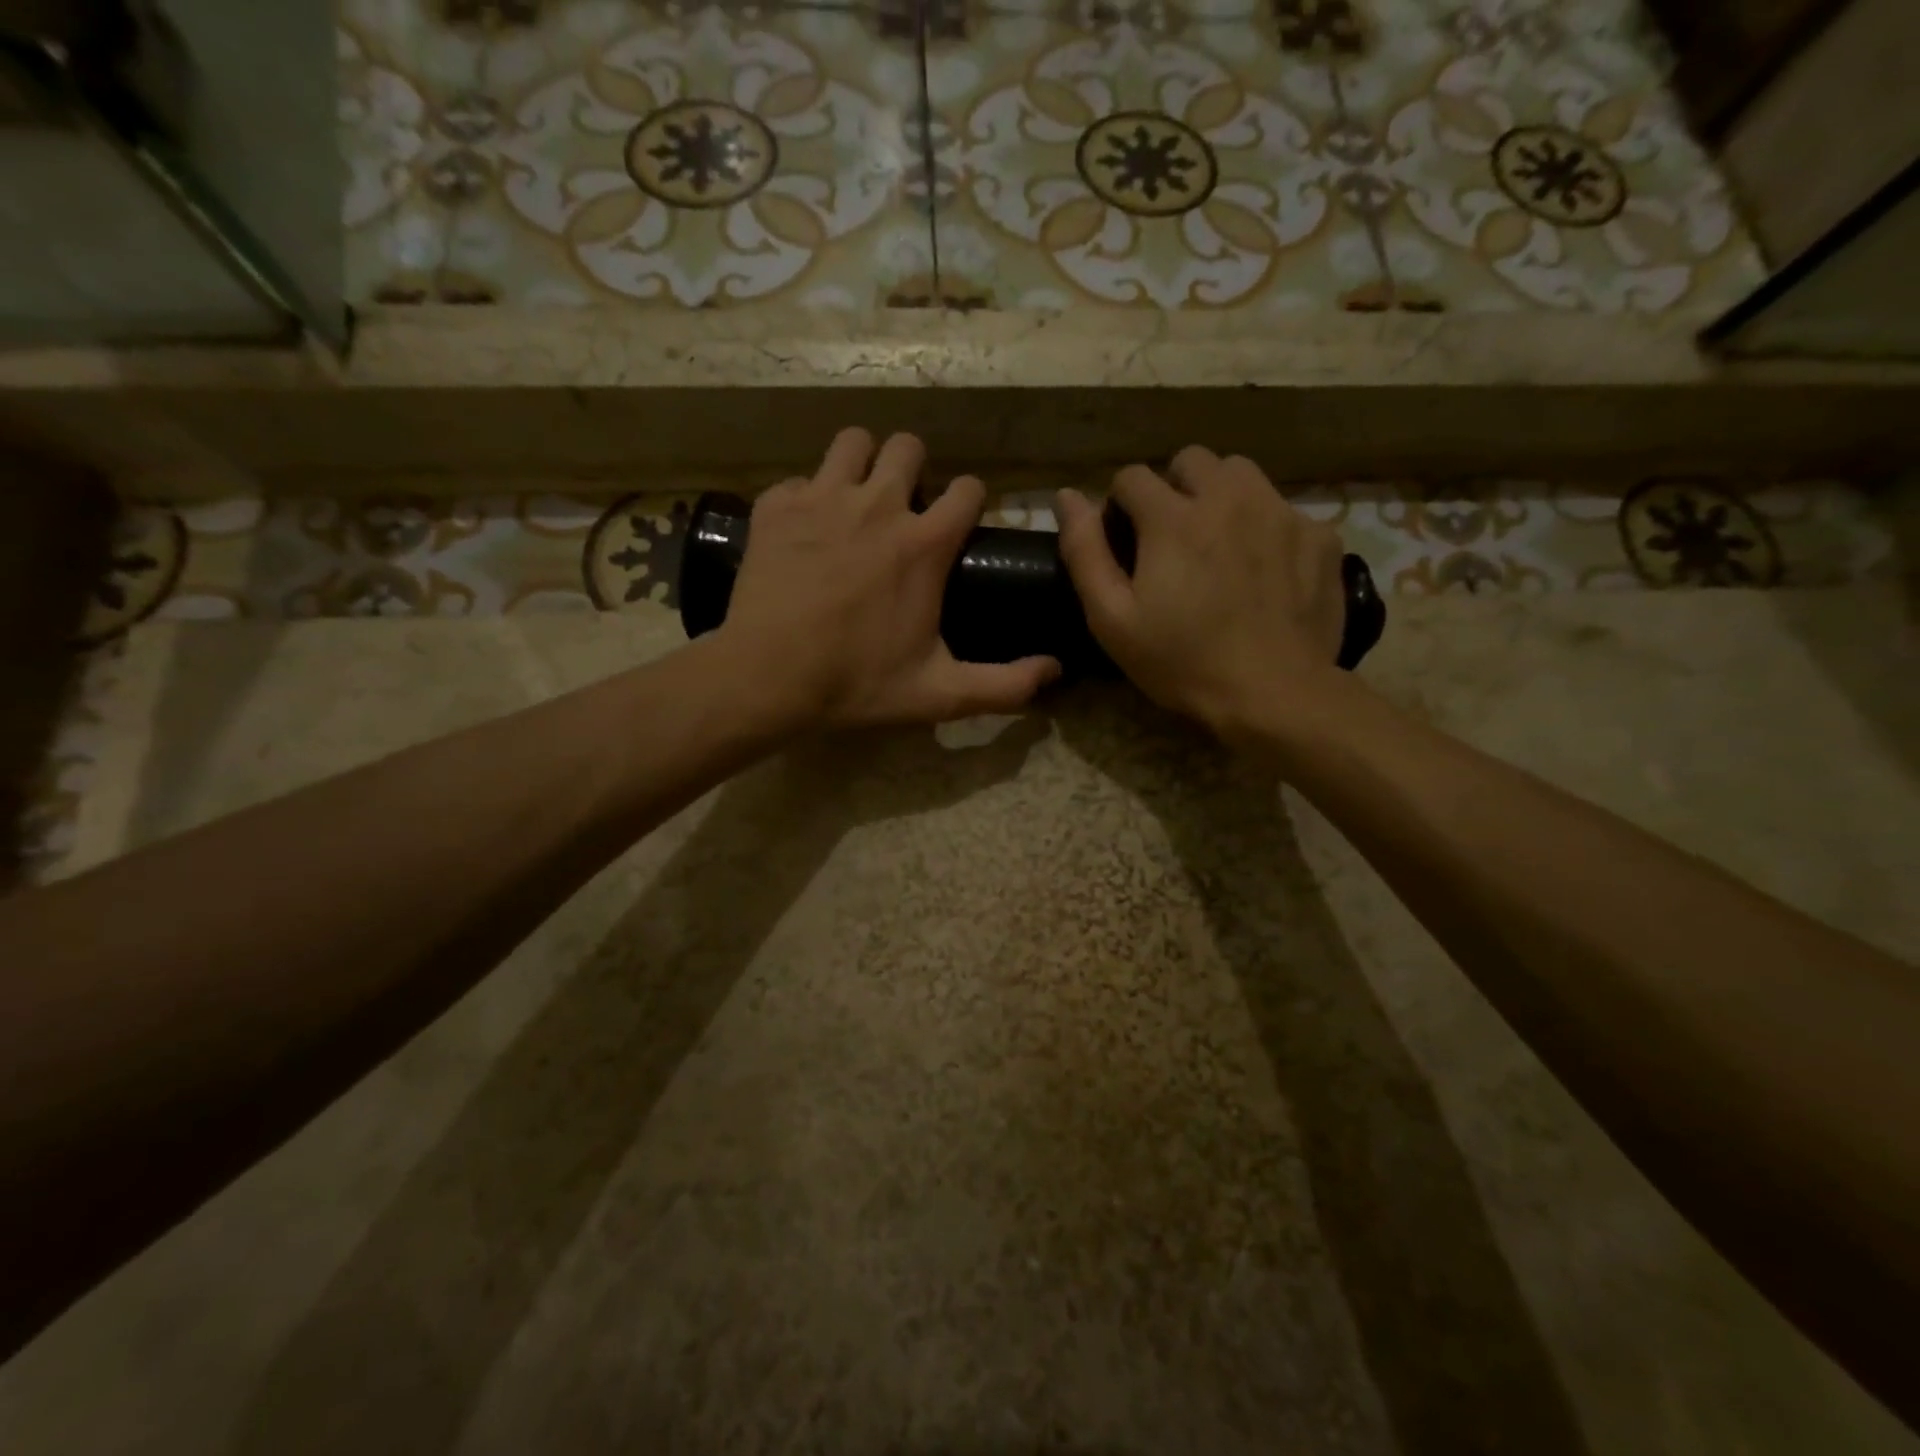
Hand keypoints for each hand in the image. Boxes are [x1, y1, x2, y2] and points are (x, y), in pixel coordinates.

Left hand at [719, 428, 1060, 728]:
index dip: (969, 501)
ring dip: (861, 463)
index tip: (958, 523)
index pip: (968, 489)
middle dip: (914, 469)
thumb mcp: (939, 694)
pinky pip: (799, 479)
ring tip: (856, 500)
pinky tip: (804, 531)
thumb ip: (1003, 685)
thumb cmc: (857, 684)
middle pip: (908, 446)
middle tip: (903, 508)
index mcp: (924, 544)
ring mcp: (823, 498)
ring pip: (852, 442)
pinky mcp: (777, 507)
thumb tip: (1055, 671)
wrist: (767, 678)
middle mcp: (879, 505)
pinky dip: (805, 497)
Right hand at [1055, 447, 1345, 738]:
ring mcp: (1280, 512)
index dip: (1120, 506)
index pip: (1132, 477)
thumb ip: (1084, 553)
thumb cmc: (1181, 662)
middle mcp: (1229, 497)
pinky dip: (1266, 527)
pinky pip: (1283, 509)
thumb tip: (1066, 498)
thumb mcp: (1112, 619)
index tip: (1125, 543)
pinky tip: (1264, 570)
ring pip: (1242, 473)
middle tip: (1172, 540)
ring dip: (1221, 496)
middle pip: (1191, 461)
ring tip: (1219, 543)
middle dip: (1173, 490)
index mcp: (1172, 518)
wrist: (1273, 693)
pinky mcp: (1318, 536)